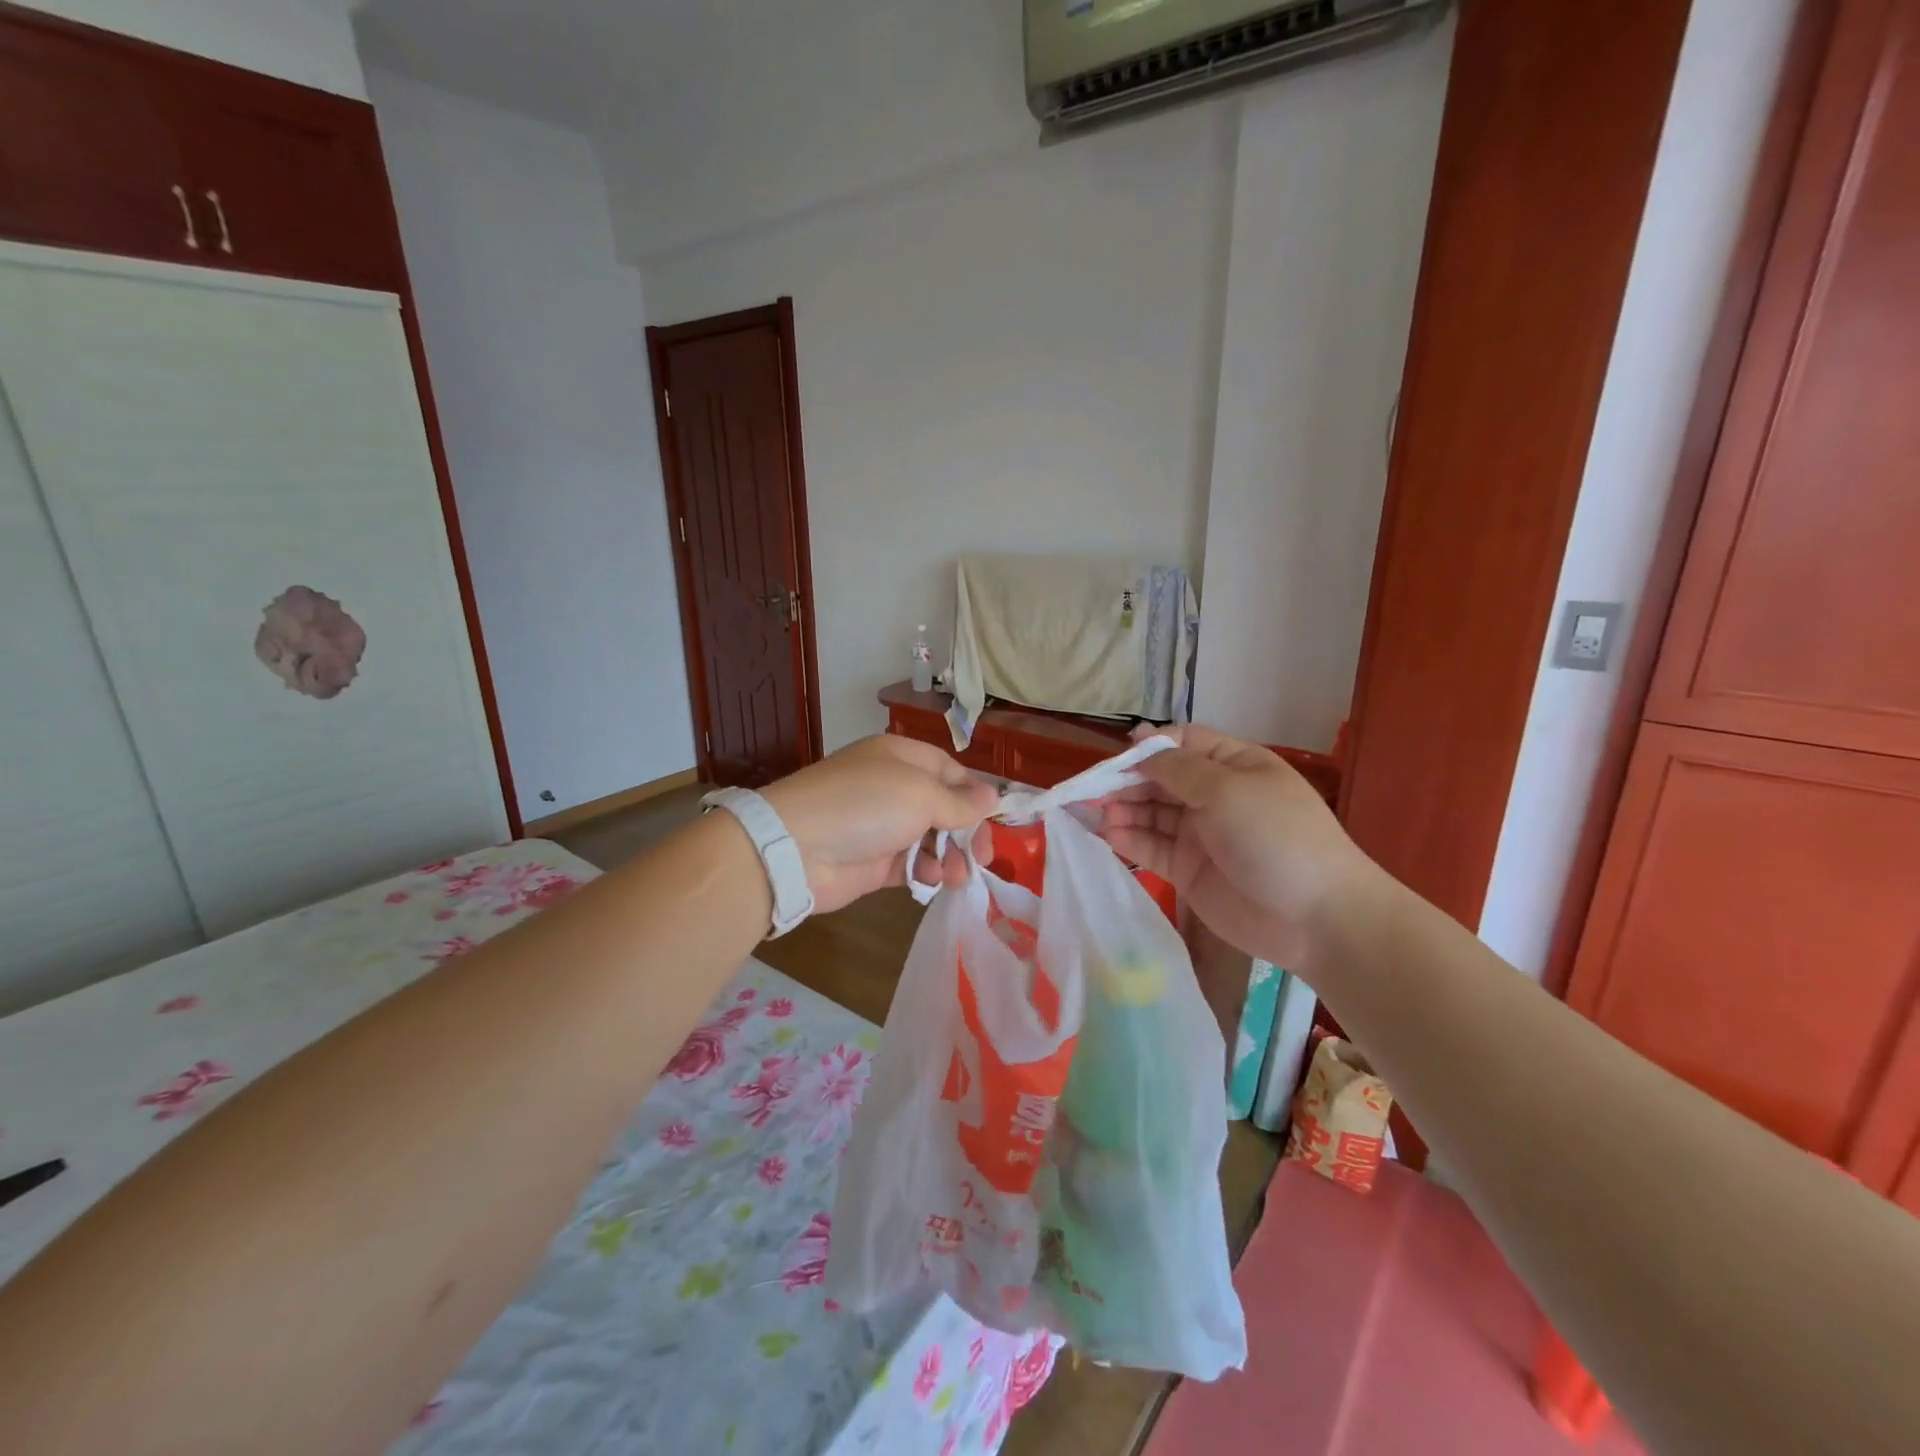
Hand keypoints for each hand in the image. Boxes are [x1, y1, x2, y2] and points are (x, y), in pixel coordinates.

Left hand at [762, 736, 997, 913]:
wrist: (798, 848)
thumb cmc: (866, 804)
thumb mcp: (921, 794)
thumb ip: (960, 801)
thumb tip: (992, 797)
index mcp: (900, 757)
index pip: (947, 770)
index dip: (972, 792)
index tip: (992, 817)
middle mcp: (891, 787)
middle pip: (942, 807)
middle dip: (965, 831)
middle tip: (983, 856)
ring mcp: (881, 826)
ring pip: (929, 839)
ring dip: (949, 856)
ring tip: (957, 874)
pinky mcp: (873, 862)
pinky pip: (911, 864)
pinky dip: (925, 871)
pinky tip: (932, 879)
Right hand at [1101, 725, 1380, 969]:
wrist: (1316, 918)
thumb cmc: (1275, 837)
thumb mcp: (1227, 790)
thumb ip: (1177, 769)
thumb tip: (1140, 744)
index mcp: (1233, 765)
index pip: (1183, 743)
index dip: (1149, 746)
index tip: (1117, 756)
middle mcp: (1213, 796)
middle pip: (1160, 779)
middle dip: (1126, 780)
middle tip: (1091, 790)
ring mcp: (1200, 834)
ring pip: (1150, 813)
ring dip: (1122, 809)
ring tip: (1094, 813)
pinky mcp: (1187, 870)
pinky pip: (1151, 847)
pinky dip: (1128, 839)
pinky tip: (1107, 834)